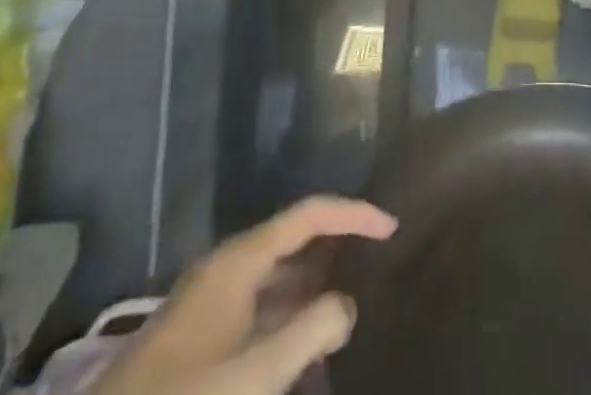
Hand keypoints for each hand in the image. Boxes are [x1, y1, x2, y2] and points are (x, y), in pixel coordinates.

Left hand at [96, 197, 397, 394]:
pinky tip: (308, 341)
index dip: (352, 214)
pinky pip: (258, 310)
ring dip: (313, 282)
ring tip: (355, 295)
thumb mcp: (253, 377)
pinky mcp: (199, 343)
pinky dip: (289, 315)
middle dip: (335, 244)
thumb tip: (347, 305)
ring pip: (274, 277)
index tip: (392, 228)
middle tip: (379, 258)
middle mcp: (224, 271)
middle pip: (291, 238)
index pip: (307, 215)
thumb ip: (309, 333)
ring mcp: (208, 307)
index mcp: (237, 262)